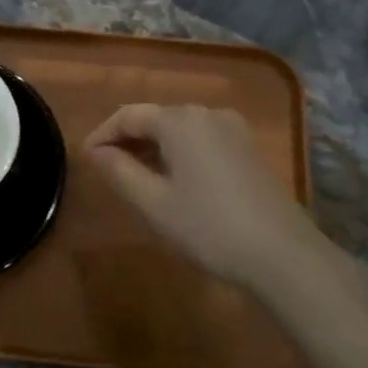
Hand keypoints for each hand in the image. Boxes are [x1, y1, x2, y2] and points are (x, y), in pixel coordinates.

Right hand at [85, 104, 322, 291]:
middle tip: (106, 169)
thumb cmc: (208, 227)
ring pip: (181, 130)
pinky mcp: (249, 150)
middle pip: (157, 118)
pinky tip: (174, 181)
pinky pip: (203, 141)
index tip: (85, 159)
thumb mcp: (154, 203)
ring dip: (153, 148)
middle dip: (127, 140)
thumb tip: (96, 152)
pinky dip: (179, 154)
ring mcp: (234, 130)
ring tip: (135, 177)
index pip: (129, 115)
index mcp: (181, 121)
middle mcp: (208, 114)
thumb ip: (120, 172)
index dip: (102, 134)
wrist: (282, 253)